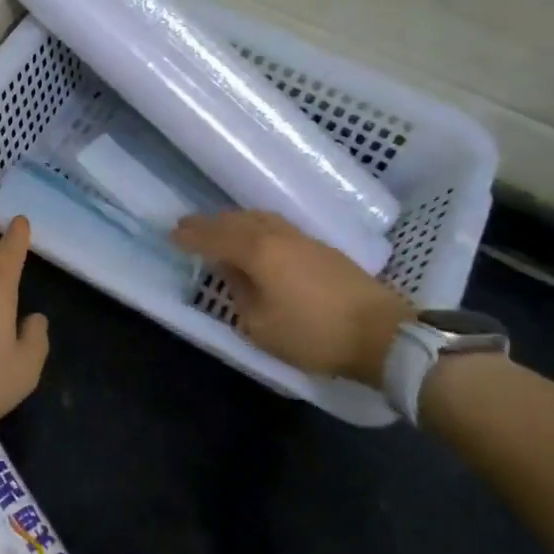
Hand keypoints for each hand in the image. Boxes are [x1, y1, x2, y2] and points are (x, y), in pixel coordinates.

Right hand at [172, 210, 413, 389]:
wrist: (383, 334)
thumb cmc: (314, 334)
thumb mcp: (261, 327)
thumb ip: (240, 295)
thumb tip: (233, 274)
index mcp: (258, 252)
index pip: (215, 237)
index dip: (191, 236)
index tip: (171, 235)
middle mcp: (278, 235)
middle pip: (236, 221)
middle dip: (209, 223)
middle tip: (187, 226)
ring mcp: (303, 238)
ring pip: (259, 219)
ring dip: (234, 221)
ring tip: (219, 227)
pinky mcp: (322, 248)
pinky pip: (276, 225)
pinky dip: (256, 226)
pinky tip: (256, 236)